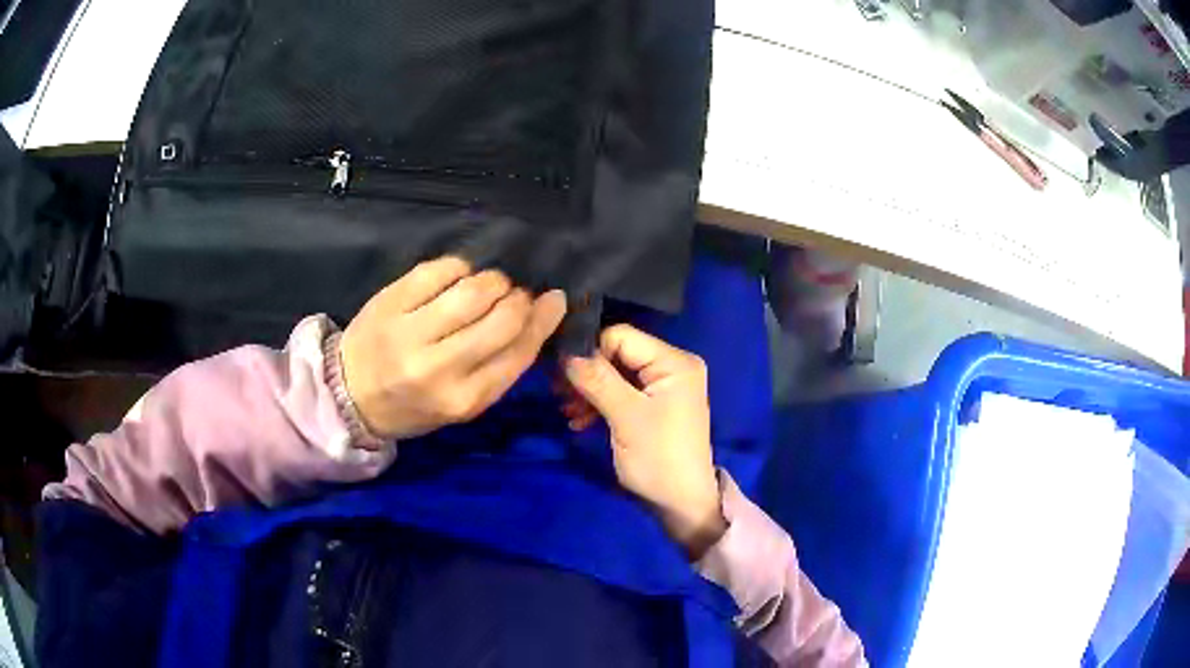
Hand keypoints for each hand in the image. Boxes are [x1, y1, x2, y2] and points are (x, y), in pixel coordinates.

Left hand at [341, 256, 566, 439]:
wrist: (349, 394)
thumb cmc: (413, 404)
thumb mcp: (463, 404)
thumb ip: (499, 367)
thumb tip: (539, 317)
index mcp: (463, 400)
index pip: (519, 352)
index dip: (544, 320)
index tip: (554, 300)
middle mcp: (438, 368)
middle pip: (501, 318)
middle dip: (519, 299)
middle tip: (516, 295)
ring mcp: (410, 332)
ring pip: (473, 290)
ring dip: (494, 281)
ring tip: (490, 286)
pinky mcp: (390, 301)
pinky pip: (440, 269)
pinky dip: (460, 267)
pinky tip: (459, 277)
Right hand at [563, 325, 725, 558]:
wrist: (681, 505)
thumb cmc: (658, 458)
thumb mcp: (626, 417)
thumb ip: (597, 379)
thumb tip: (564, 350)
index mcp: (674, 362)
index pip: (622, 336)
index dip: (589, 350)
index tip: (560, 371)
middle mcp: (671, 367)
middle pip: (618, 355)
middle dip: (587, 373)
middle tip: (558, 393)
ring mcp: (663, 388)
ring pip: (616, 375)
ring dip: (589, 391)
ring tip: (567, 411)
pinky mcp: (654, 407)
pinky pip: (621, 394)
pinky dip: (600, 404)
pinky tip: (579, 421)